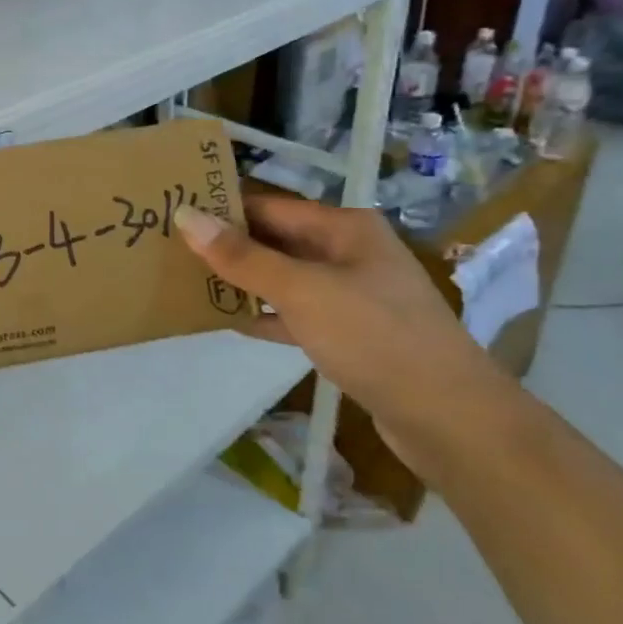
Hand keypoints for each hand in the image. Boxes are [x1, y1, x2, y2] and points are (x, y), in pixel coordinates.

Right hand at [173, 197, 514, 482]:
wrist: (447, 416)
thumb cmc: (373, 336)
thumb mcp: (302, 291)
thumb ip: (243, 258)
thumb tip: (186, 216)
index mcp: (346, 228)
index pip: (272, 207)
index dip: (226, 210)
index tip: (178, 216)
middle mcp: (352, 253)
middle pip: (280, 241)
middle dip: (232, 248)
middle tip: (175, 252)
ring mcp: (356, 295)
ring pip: (288, 279)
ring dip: (247, 283)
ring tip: (193, 285)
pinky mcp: (354, 335)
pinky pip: (301, 315)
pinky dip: (270, 316)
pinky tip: (235, 323)